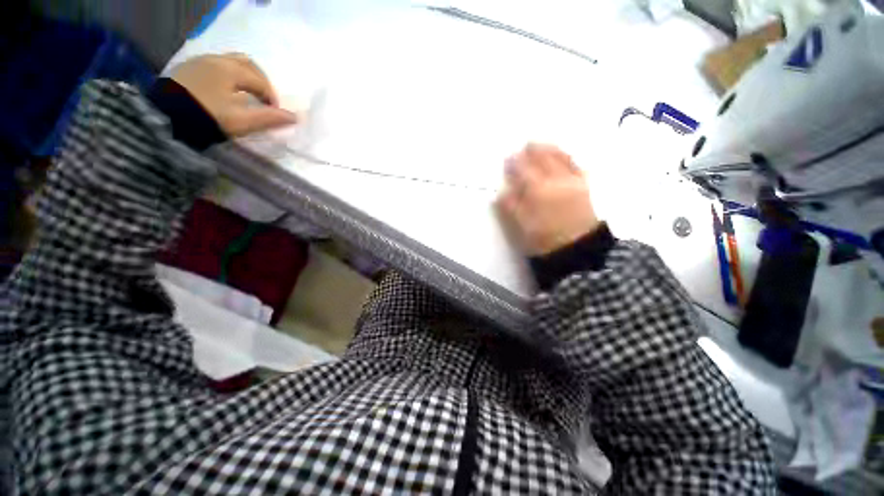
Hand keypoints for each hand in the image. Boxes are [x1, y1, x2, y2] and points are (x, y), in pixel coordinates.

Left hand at [170, 53, 296, 136]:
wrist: (162, 118)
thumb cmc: (207, 117)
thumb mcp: (241, 121)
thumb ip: (269, 119)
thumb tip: (295, 118)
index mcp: (231, 70)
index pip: (260, 81)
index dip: (272, 97)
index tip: (275, 113)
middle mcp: (216, 60)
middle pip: (246, 64)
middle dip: (260, 81)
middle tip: (264, 100)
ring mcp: (199, 62)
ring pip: (229, 62)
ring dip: (243, 76)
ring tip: (246, 94)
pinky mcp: (187, 69)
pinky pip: (214, 66)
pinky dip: (227, 75)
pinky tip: (225, 90)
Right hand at [496, 144, 599, 255]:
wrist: (577, 249)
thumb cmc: (544, 239)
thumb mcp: (521, 226)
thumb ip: (511, 206)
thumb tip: (502, 191)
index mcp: (537, 190)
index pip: (523, 170)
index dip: (515, 163)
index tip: (509, 158)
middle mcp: (556, 180)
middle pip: (543, 160)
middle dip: (534, 150)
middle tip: (527, 145)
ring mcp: (573, 182)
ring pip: (562, 159)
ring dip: (552, 149)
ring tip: (544, 145)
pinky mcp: (585, 187)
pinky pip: (578, 166)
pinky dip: (570, 158)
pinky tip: (567, 156)